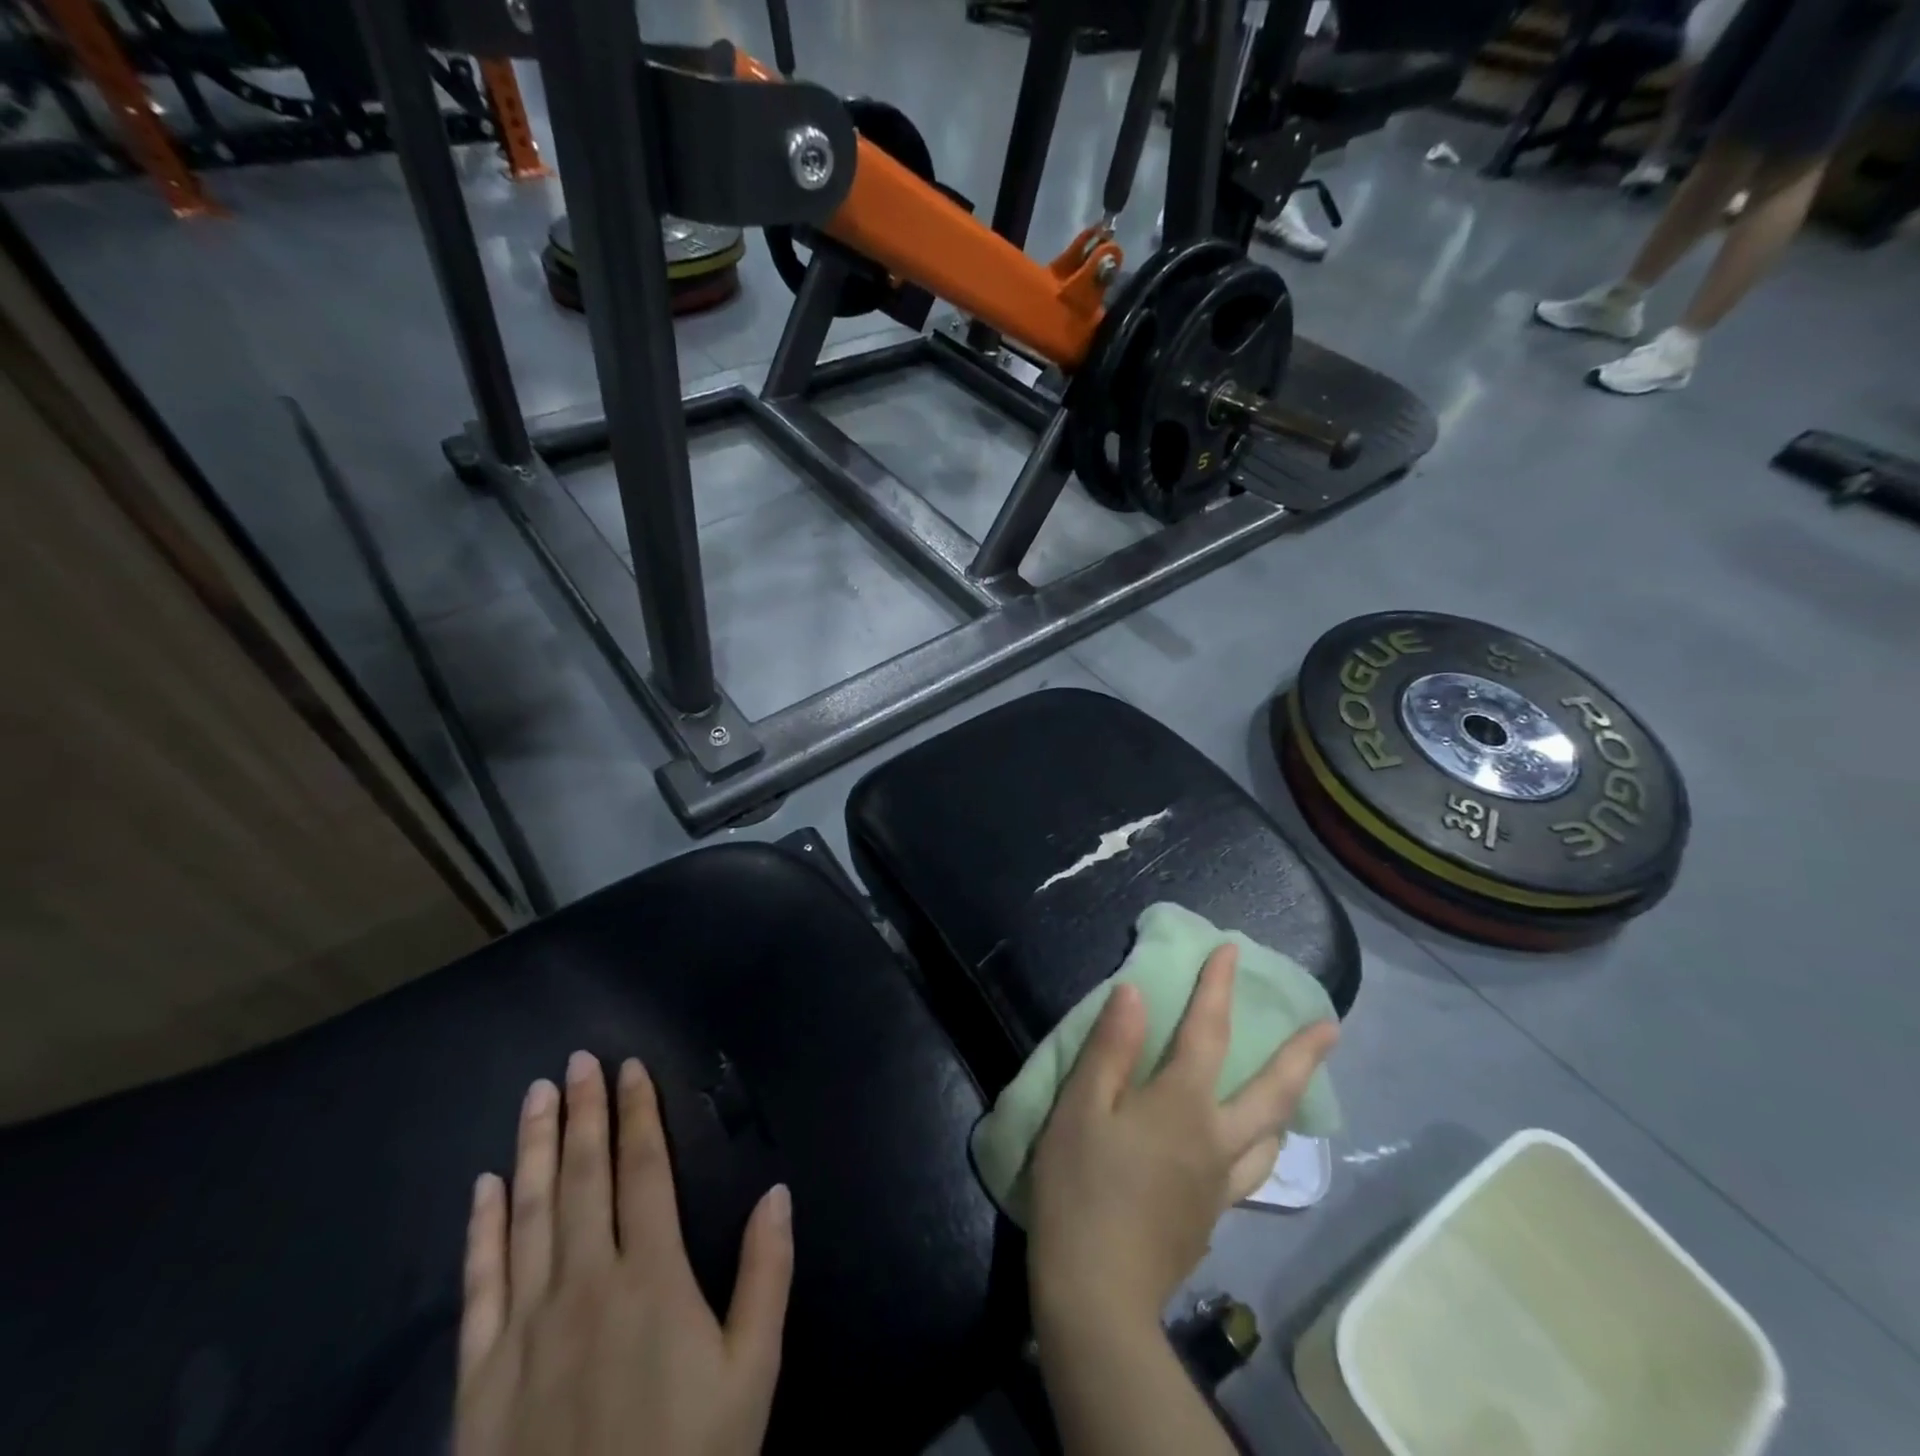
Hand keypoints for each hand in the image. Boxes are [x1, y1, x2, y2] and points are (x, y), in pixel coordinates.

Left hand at [455, 1051, 793, 1455]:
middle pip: (581, 1177)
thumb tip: (777, 1191)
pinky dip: (481, 1230)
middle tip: (578, 1060)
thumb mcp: (751, 1373)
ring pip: (528, 1214)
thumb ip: (766, 1275)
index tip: (629, 1069)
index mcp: (651, 1276)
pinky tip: (484, 1188)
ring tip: (536, 1095)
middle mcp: (585, 1282)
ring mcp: (525, 1326)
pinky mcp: (480, 1375)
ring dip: (532, 1148)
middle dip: (582, 1112)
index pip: (643, 1171)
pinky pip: (479, 1285)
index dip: (637, 1115)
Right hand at [1026, 945, 1337, 1328]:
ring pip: (1270, 1138)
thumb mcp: (1081, 1107)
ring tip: (1298, 1089)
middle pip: (1272, 1093)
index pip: (1208, 1032)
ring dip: (1290, 1105)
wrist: (1097, 1293)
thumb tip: (1135, 992)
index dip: (1218, 988)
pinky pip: (1251, 1171)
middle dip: (1302, 1056)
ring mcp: (1219, 1183)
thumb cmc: (1081, 1187)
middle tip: (1331, 1029)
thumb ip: (1111, 1048)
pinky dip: (1262, 1146)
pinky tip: (1247, 1149)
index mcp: (1181, 1105)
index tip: (1232, 951)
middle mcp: (1215, 1139)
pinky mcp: (1211, 1216)